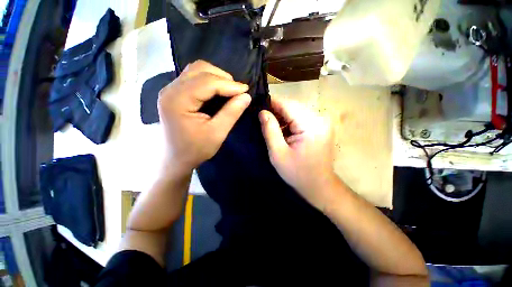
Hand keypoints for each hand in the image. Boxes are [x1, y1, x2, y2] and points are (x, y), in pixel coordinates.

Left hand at [158, 60, 250, 172]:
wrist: (175, 159)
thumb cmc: (195, 149)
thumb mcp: (217, 133)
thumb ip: (232, 113)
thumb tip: (246, 96)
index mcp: (178, 100)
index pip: (207, 82)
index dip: (230, 84)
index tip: (246, 91)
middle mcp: (170, 89)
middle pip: (200, 69)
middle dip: (223, 78)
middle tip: (238, 91)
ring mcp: (171, 89)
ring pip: (196, 70)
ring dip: (216, 77)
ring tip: (230, 90)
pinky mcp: (175, 93)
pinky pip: (194, 77)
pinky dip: (209, 80)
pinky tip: (218, 91)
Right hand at [259, 98, 336, 209]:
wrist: (319, 185)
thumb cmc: (297, 173)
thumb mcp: (278, 153)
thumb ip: (270, 130)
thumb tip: (262, 112)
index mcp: (311, 125)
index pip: (287, 104)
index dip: (271, 103)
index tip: (258, 107)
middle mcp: (320, 118)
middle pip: (292, 106)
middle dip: (276, 111)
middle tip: (263, 119)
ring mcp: (322, 121)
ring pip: (296, 110)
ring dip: (283, 117)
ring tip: (272, 126)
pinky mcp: (320, 126)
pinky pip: (301, 117)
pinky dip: (290, 121)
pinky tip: (283, 130)